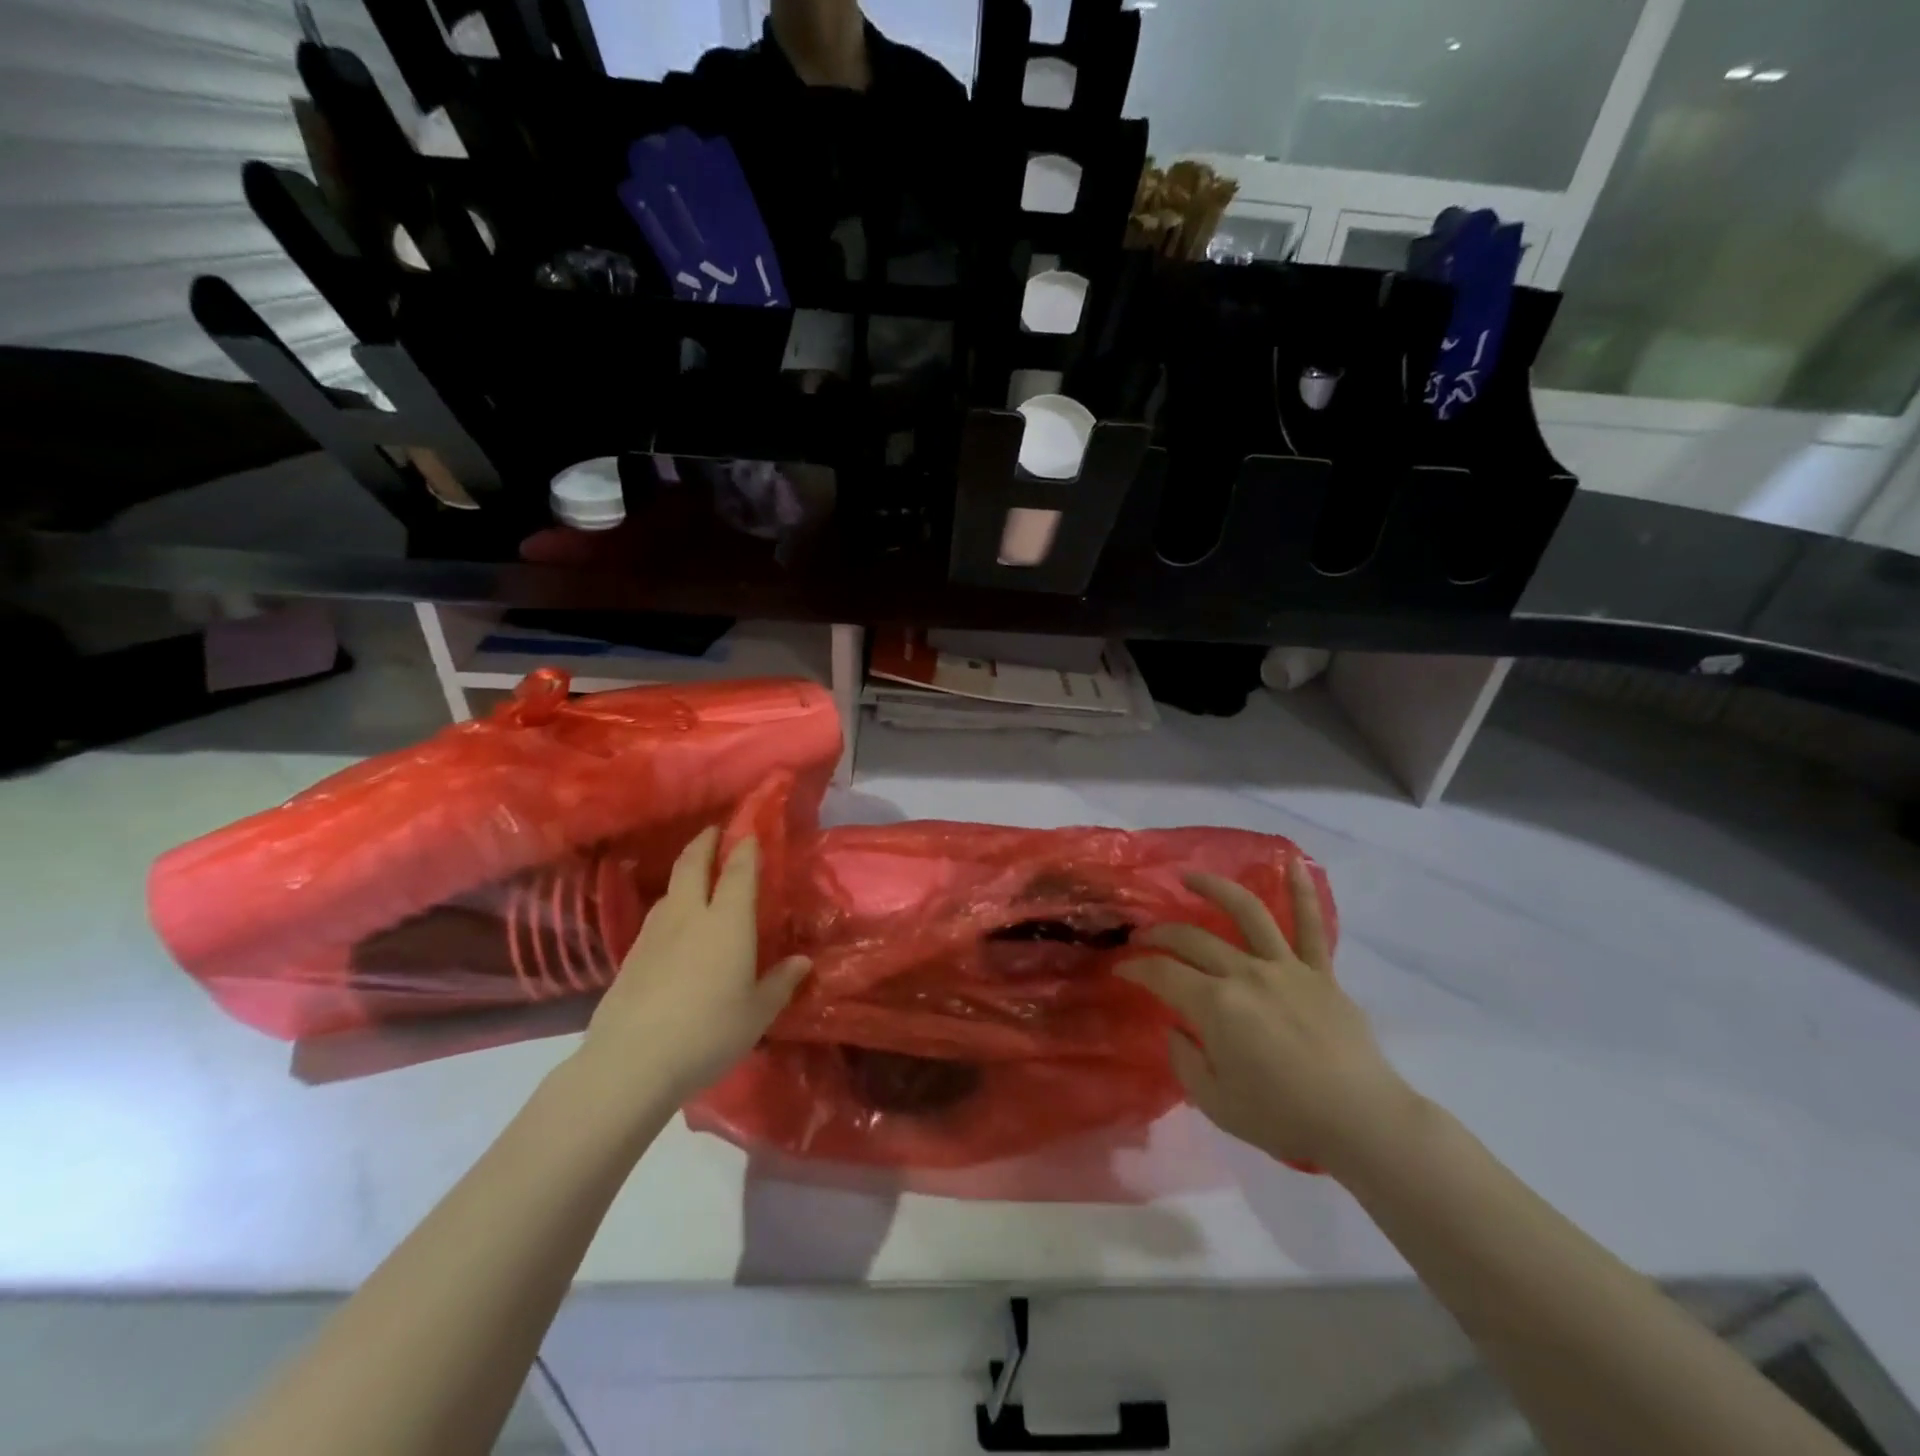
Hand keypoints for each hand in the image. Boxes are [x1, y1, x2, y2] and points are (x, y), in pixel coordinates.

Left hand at [577, 827, 809, 1104]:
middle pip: (693, 865)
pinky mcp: (631, 956)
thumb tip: (802, 962)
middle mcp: (689, 916)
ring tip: (694, 873)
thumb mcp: (758, 1013)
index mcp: (727, 922)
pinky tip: (673, 923)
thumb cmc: (709, 1032)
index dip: (746, 849)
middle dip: (704, 843)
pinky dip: (670, 904)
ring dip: (684, 872)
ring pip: (670, 889)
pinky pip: (656, 916)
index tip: (751, 833)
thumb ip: (780, 983)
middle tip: (714, 830)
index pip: (738, 872)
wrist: (632, 1062)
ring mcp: (654, 934)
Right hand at [1118, 858, 1421, 1175]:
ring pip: (1246, 912)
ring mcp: (1285, 967)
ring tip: (1190, 878)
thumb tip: (1176, 1029)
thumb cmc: (1283, 1117)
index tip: (1122, 969)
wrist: (1361, 1122)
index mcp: (1216, 1005)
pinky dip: (1302, 892)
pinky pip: (1311, 926)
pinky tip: (1292, 863)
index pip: (1163, 974)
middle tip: (1143, 936)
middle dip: (1160, 934)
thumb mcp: (1216, 1103)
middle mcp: (1246, 973)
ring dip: (1214, 888)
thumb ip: (1185, 1060)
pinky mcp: (1319, 973)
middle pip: (1193, 939)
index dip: (1136, 968)